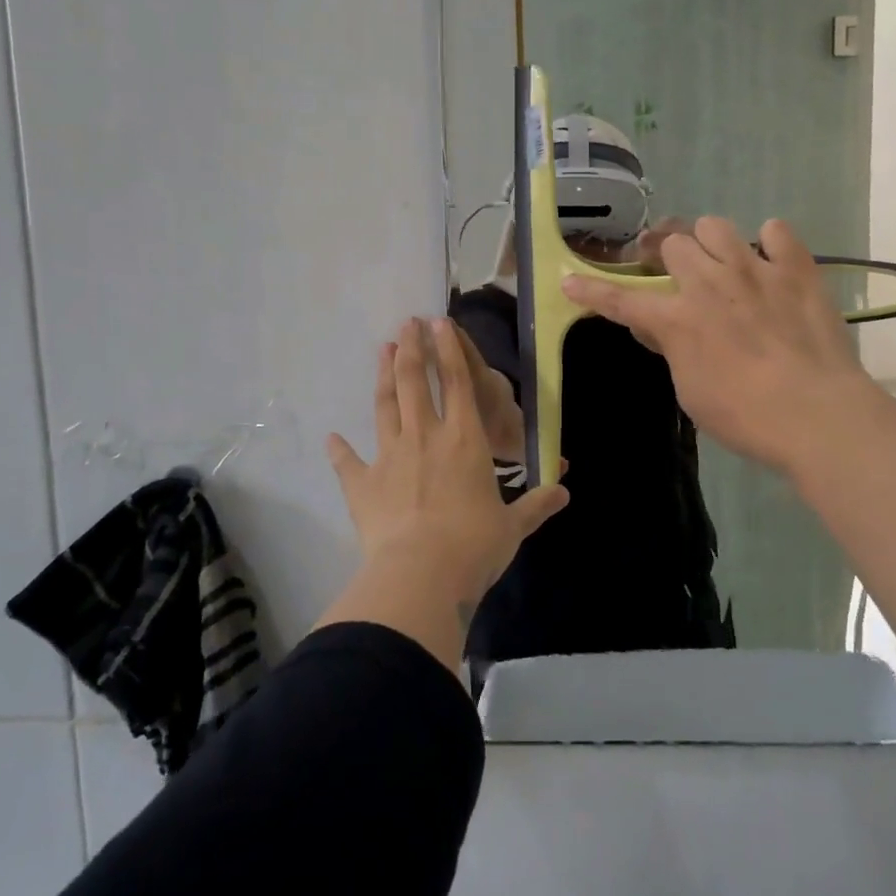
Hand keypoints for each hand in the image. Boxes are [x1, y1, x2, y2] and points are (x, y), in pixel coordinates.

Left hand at [327, 319, 567, 612]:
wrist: (420, 574)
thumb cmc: (474, 545)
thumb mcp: (514, 526)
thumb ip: (537, 504)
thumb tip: (565, 493)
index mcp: (465, 440)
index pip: (458, 383)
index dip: (450, 350)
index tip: (440, 322)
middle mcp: (425, 437)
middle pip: (415, 383)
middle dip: (411, 349)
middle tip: (406, 323)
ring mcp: (389, 457)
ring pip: (385, 407)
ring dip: (384, 377)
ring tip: (382, 351)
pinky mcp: (362, 485)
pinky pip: (348, 462)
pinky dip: (339, 450)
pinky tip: (331, 438)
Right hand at [562, 217, 880, 475]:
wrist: (816, 415)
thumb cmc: (744, 417)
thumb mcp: (691, 393)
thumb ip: (672, 350)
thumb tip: (657, 326)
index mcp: (677, 320)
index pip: (622, 300)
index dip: (592, 291)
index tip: (570, 280)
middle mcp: (709, 283)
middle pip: (673, 244)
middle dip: (669, 257)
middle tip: (677, 275)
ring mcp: (755, 270)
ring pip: (716, 225)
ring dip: (711, 242)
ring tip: (722, 263)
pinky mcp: (797, 269)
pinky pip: (777, 230)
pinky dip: (770, 242)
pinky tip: (771, 261)